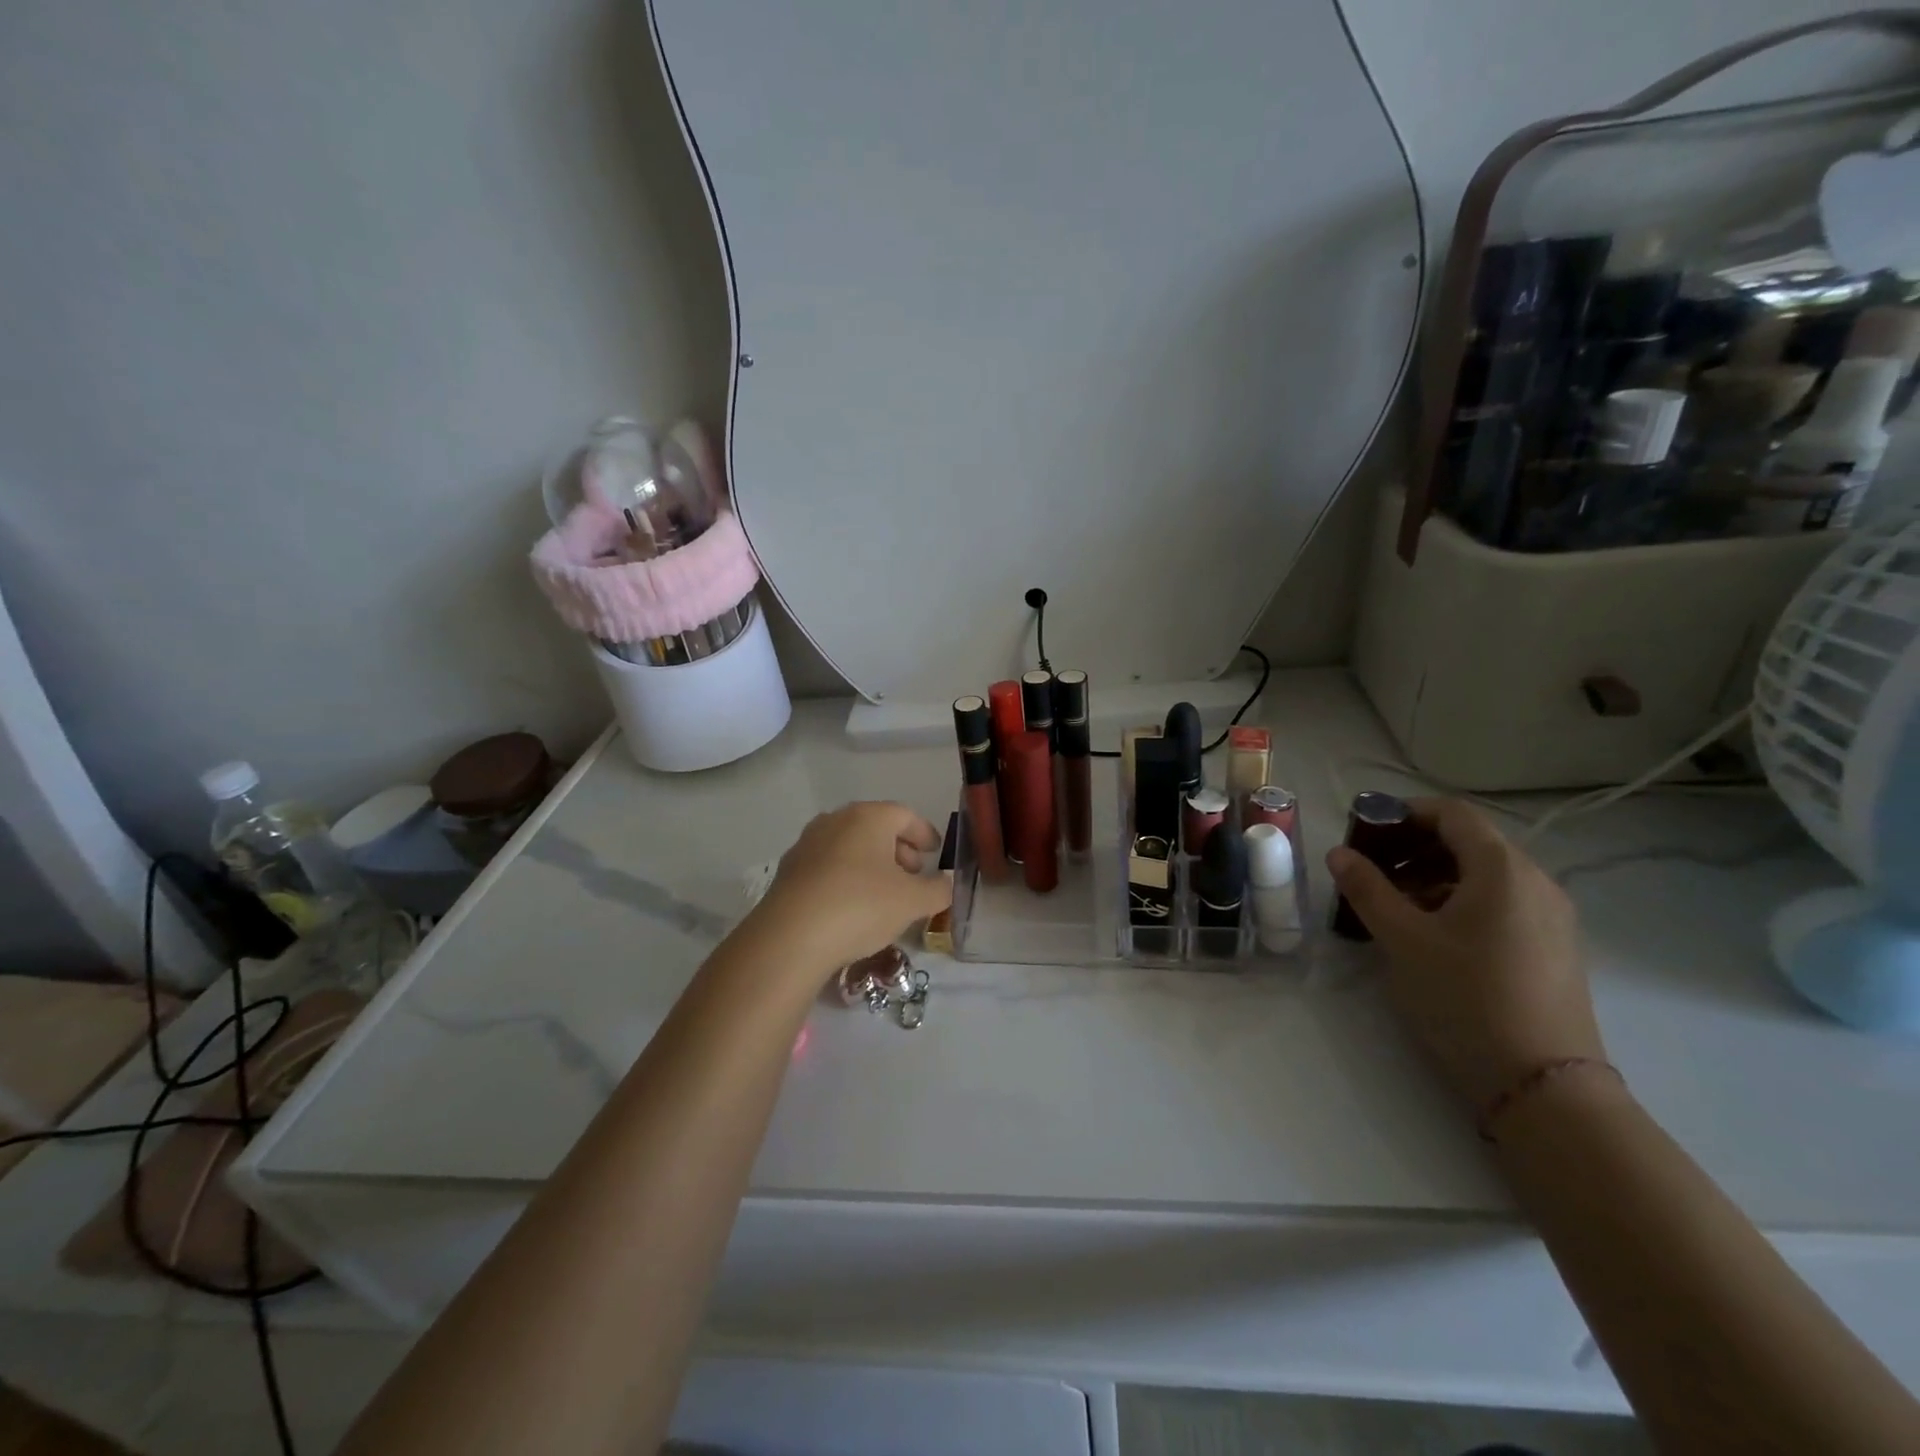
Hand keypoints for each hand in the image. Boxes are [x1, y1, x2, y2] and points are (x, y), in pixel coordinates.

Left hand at [747, 802, 952, 980]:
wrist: (790, 937)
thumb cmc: (861, 907)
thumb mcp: (913, 902)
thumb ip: (938, 889)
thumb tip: (944, 883)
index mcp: (868, 817)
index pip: (905, 815)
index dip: (924, 833)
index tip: (935, 852)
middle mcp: (835, 820)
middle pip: (875, 827)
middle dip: (899, 849)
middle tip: (913, 874)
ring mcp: (807, 843)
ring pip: (850, 846)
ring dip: (871, 864)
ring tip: (884, 894)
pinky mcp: (788, 870)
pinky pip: (828, 865)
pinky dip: (846, 877)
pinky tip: (852, 906)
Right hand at [1325, 797, 1604, 1109]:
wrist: (1543, 1084)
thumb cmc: (1466, 997)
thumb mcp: (1403, 939)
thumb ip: (1367, 889)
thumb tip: (1339, 853)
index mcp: (1503, 869)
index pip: (1452, 814)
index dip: (1405, 812)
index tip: (1366, 830)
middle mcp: (1535, 882)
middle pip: (1470, 841)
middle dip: (1414, 846)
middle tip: (1372, 870)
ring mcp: (1550, 916)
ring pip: (1484, 874)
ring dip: (1434, 875)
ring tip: (1394, 905)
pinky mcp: (1553, 947)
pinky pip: (1501, 902)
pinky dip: (1460, 900)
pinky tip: (1432, 933)